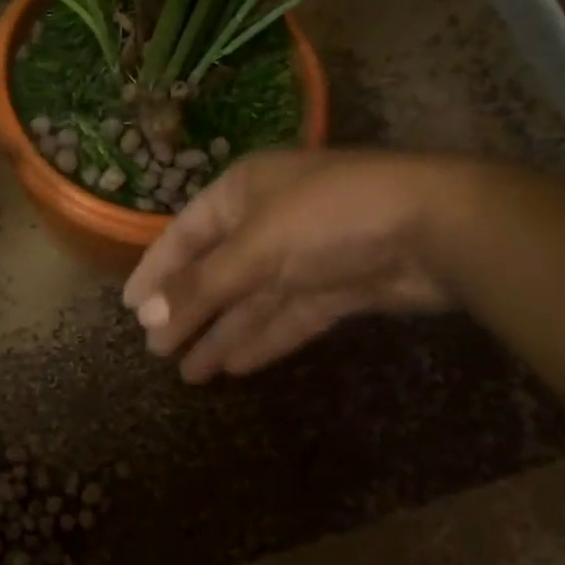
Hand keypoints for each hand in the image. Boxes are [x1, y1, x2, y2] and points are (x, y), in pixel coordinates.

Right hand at [122, 149, 457, 381]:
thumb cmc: (327, 219)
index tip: (130, 306)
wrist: (434, 228)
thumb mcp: (254, 249)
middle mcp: (269, 219)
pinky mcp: (336, 288)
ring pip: (251, 300)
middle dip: (188, 310)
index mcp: (243, 192)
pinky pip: (287, 316)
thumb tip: (147, 318)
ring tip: (188, 373)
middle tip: (157, 350)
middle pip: (217, 271)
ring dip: (221, 333)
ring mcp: (305, 255)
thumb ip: (201, 286)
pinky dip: (261, 339)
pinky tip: (233, 367)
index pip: (185, 233)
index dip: (156, 269)